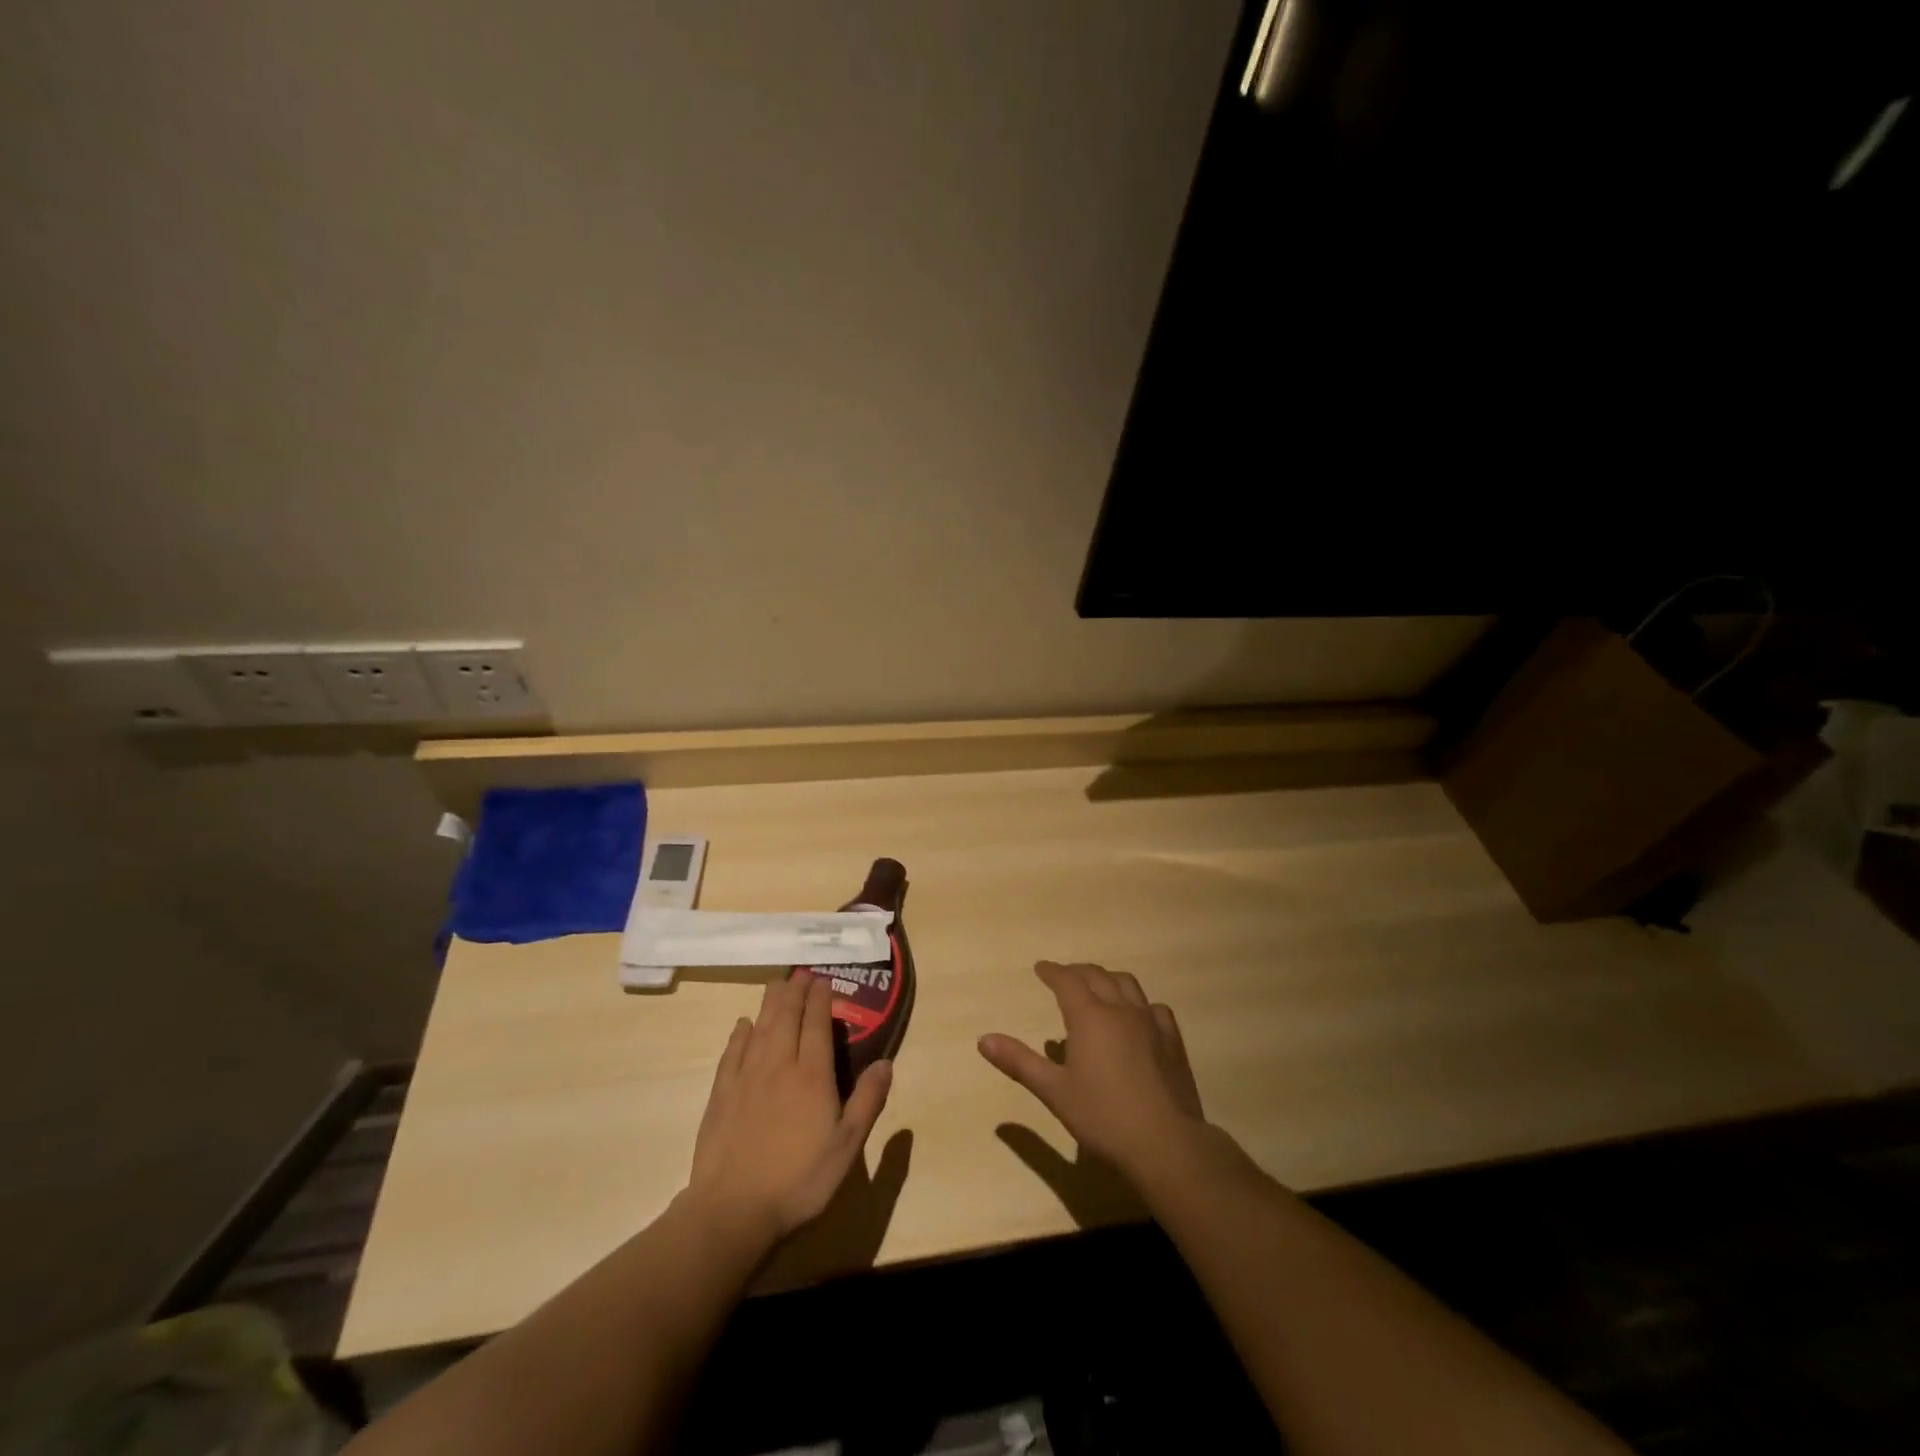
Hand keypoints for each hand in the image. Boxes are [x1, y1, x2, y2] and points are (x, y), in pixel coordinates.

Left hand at [686, 976, 891, 1247]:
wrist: (733, 1210)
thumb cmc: (798, 1181)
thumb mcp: (846, 1147)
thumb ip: (867, 1101)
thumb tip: (886, 1062)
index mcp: (812, 1075)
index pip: (816, 1024)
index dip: (821, 999)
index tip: (824, 980)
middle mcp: (779, 1065)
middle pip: (787, 1017)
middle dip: (796, 991)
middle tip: (801, 973)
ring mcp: (746, 1078)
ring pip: (760, 1027)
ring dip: (770, 1003)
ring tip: (777, 984)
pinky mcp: (722, 1094)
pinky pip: (732, 1052)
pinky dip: (740, 1034)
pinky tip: (743, 1025)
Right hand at [979, 961, 1206, 1182]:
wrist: (1166, 1143)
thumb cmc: (1103, 1117)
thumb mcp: (1054, 1091)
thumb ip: (1019, 1062)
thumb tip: (984, 1039)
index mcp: (1089, 1017)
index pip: (1067, 981)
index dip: (1052, 972)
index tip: (1041, 968)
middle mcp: (1120, 1009)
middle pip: (1097, 975)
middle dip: (1077, 972)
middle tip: (1064, 976)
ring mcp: (1150, 1022)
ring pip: (1127, 984)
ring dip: (1108, 978)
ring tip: (1098, 987)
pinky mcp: (1173, 1040)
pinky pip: (1154, 1007)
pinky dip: (1138, 1003)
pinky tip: (1137, 1016)